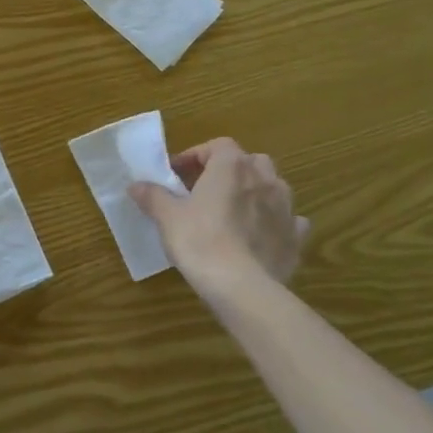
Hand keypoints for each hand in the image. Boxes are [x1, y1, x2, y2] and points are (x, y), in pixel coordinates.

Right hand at [130, 138, 309, 311]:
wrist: (242, 287)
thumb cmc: (200, 241)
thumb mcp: (167, 217)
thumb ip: (153, 196)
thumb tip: (136, 185)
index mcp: (231, 166)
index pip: (218, 145)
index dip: (197, 155)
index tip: (178, 173)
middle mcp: (264, 179)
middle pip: (250, 161)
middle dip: (231, 170)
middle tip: (207, 189)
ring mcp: (286, 208)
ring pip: (274, 186)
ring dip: (255, 191)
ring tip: (234, 210)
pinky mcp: (296, 237)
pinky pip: (289, 220)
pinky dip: (276, 222)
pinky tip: (260, 235)